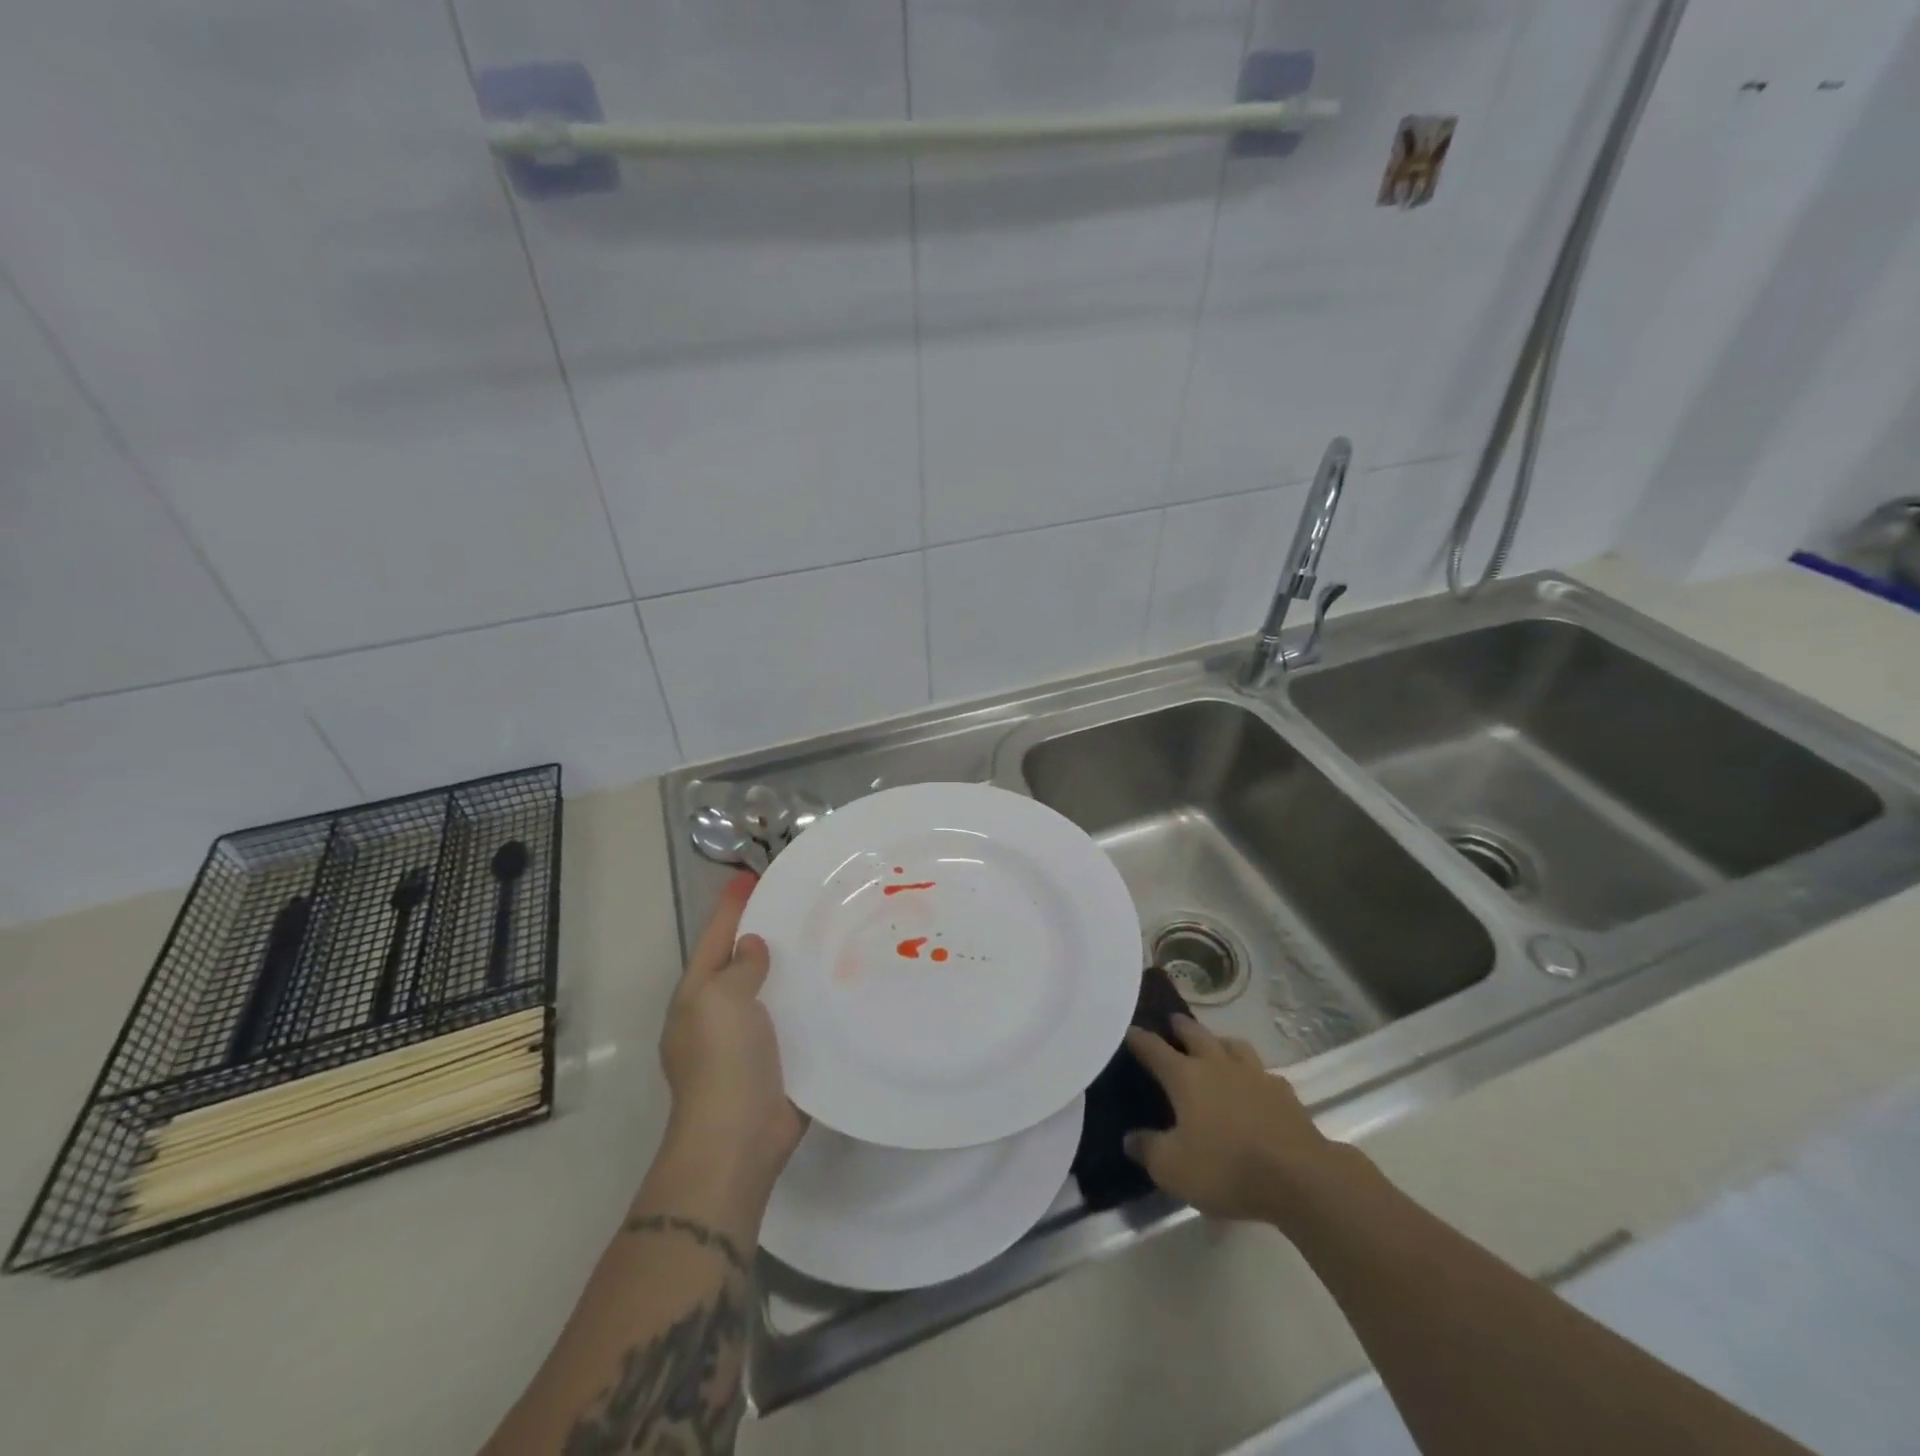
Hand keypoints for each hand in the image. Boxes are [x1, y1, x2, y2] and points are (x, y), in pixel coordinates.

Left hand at [658, 873, 805, 1203]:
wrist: (738, 1138)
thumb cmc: (724, 1062)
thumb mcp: (720, 1000)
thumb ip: (739, 967)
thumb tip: (752, 946)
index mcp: (698, 995)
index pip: (716, 937)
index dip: (732, 905)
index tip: (753, 875)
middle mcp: (722, 1012)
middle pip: (745, 960)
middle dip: (767, 931)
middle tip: (803, 900)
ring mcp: (751, 1038)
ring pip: (774, 988)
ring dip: (794, 964)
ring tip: (828, 933)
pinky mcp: (782, 1058)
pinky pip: (797, 1016)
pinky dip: (812, 997)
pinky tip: (840, 981)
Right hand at [1124, 1015, 1337, 1223]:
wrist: (1300, 1177)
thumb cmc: (1227, 1168)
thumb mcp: (1173, 1169)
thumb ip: (1148, 1150)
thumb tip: (1130, 1138)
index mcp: (1186, 1077)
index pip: (1154, 1049)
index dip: (1139, 1039)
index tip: (1129, 1029)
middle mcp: (1217, 1065)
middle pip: (1196, 1035)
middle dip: (1181, 1027)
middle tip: (1172, 1021)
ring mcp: (1254, 1075)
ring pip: (1233, 1045)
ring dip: (1219, 1040)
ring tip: (1215, 1044)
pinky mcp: (1284, 1093)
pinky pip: (1263, 1072)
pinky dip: (1253, 1073)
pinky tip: (1254, 1084)